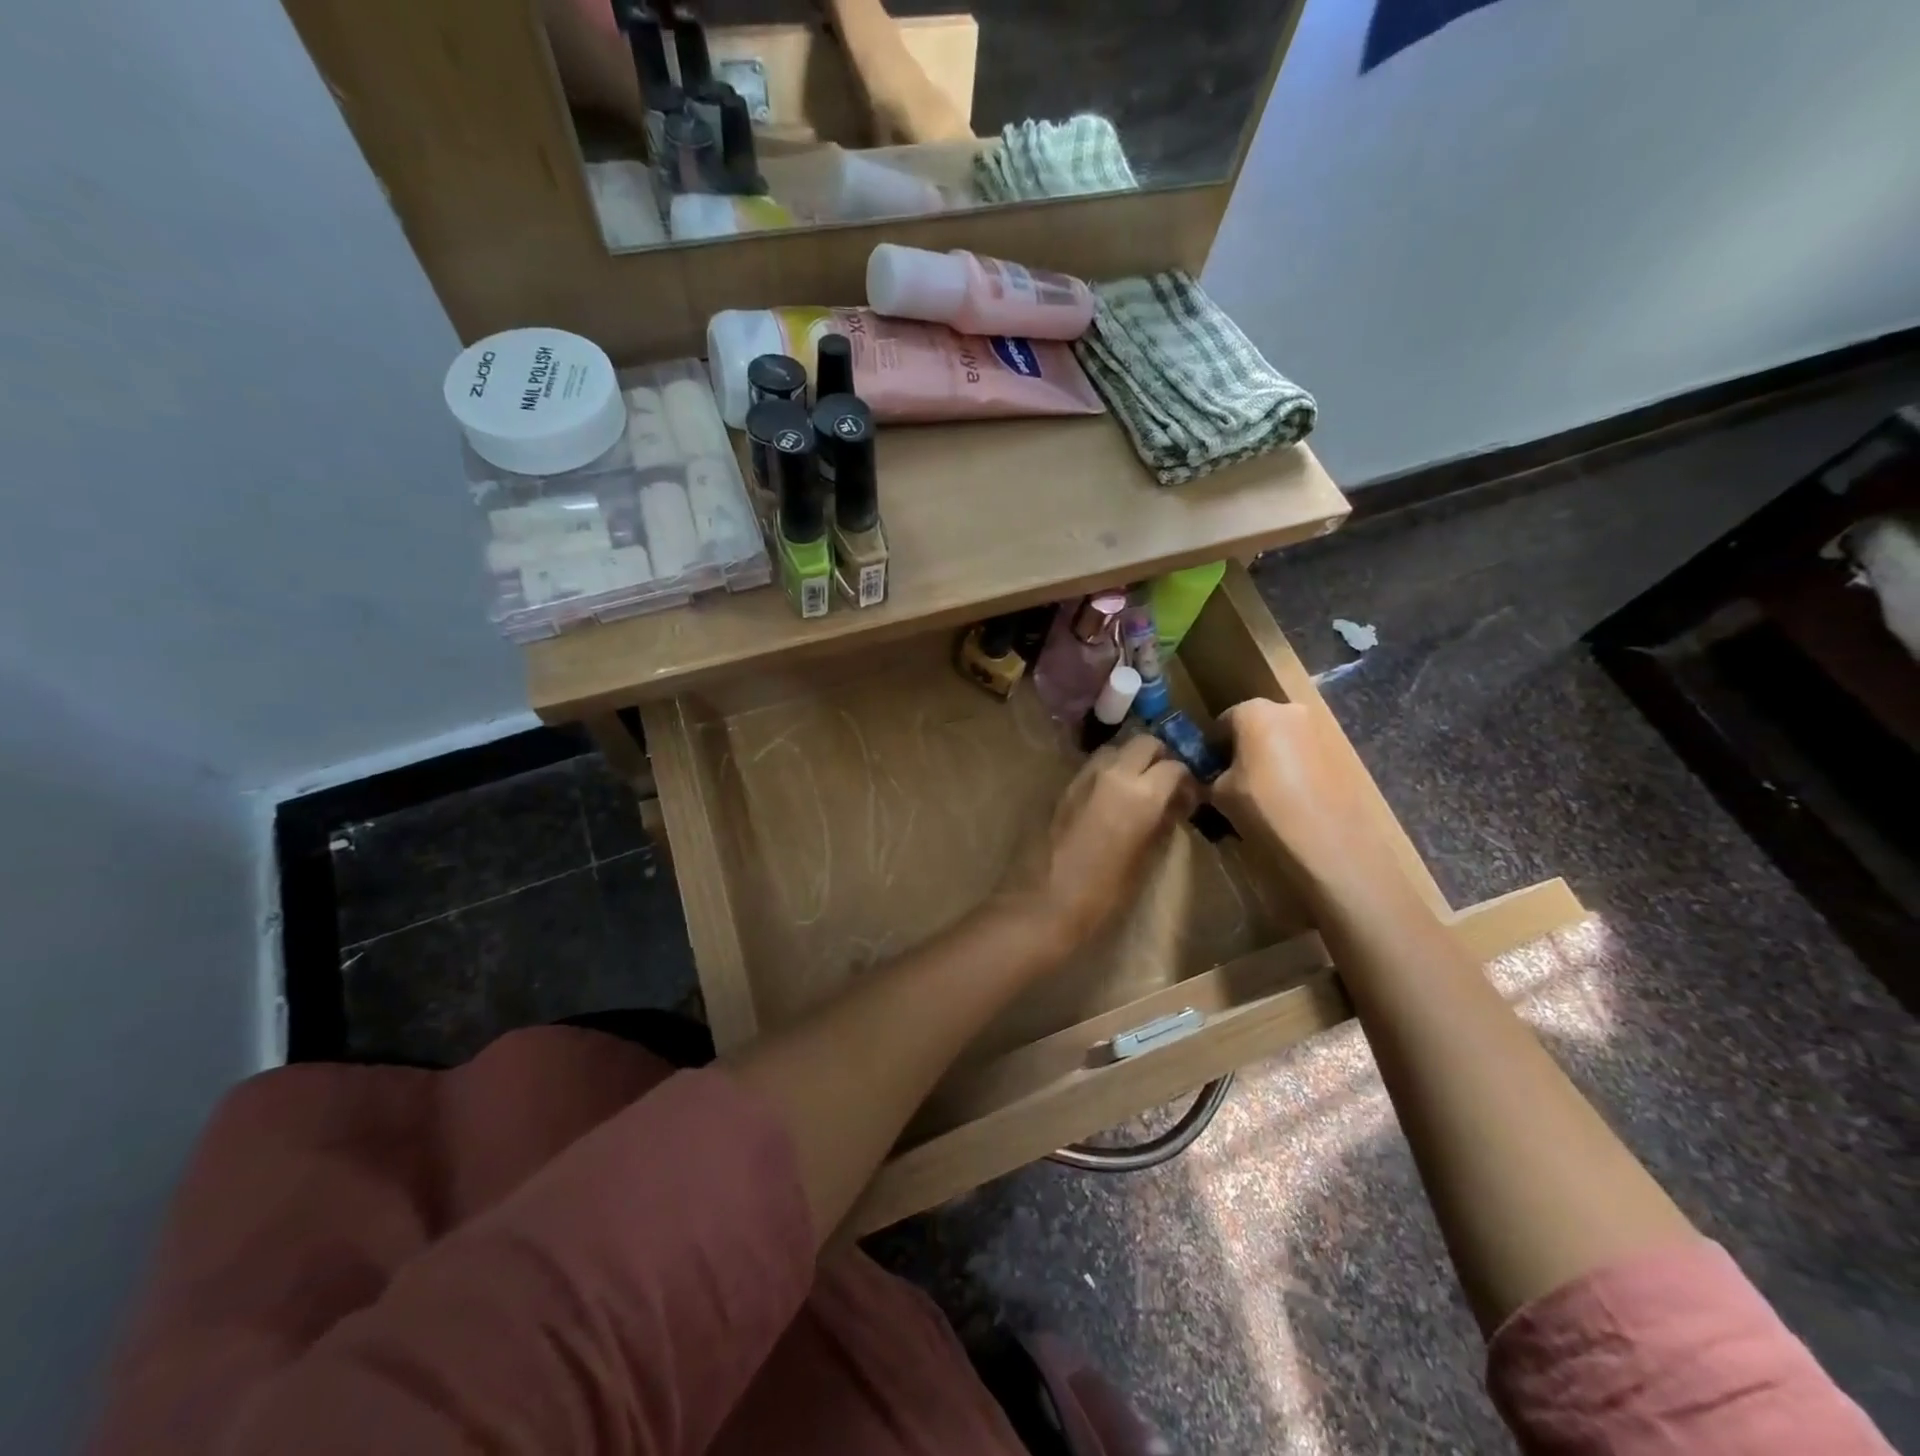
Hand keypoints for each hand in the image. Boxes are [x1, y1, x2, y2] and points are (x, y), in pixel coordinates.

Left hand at [993, 735, 1197, 956]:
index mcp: (1142, 794)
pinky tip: (1110, 800)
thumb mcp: (1145, 861)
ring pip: (1115, 750)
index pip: (1175, 767)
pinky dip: (1108, 773)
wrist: (1043, 902)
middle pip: (1144, 743)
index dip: (1186, 780)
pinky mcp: (1062, 787)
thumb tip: (1174, 806)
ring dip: (1130, 761)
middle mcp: (1113, 774)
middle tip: (1165, 784)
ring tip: (1137, 789)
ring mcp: (1083, 777)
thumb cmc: (1102, 894)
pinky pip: (1093, 767)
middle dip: (1159, 757)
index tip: (1189, 798)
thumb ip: (1162, 824)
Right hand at [1212, 699, 1400, 901]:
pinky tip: (1293, 800)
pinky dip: (1296, 770)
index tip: (1210, 774)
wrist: (1331, 841)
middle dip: (1244, 751)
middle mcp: (1289, 710)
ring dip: (1272, 760)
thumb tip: (1212, 778)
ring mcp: (1321, 729)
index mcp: (1254, 711)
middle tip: (1237, 784)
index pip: (1221, 723)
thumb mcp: (1219, 795)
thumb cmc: (1265, 808)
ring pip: (1283, 740)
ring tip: (1267, 795)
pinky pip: (1307, 755)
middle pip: (1256, 726)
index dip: (1212, 749)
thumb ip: (1210, 778)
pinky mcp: (1343, 751)